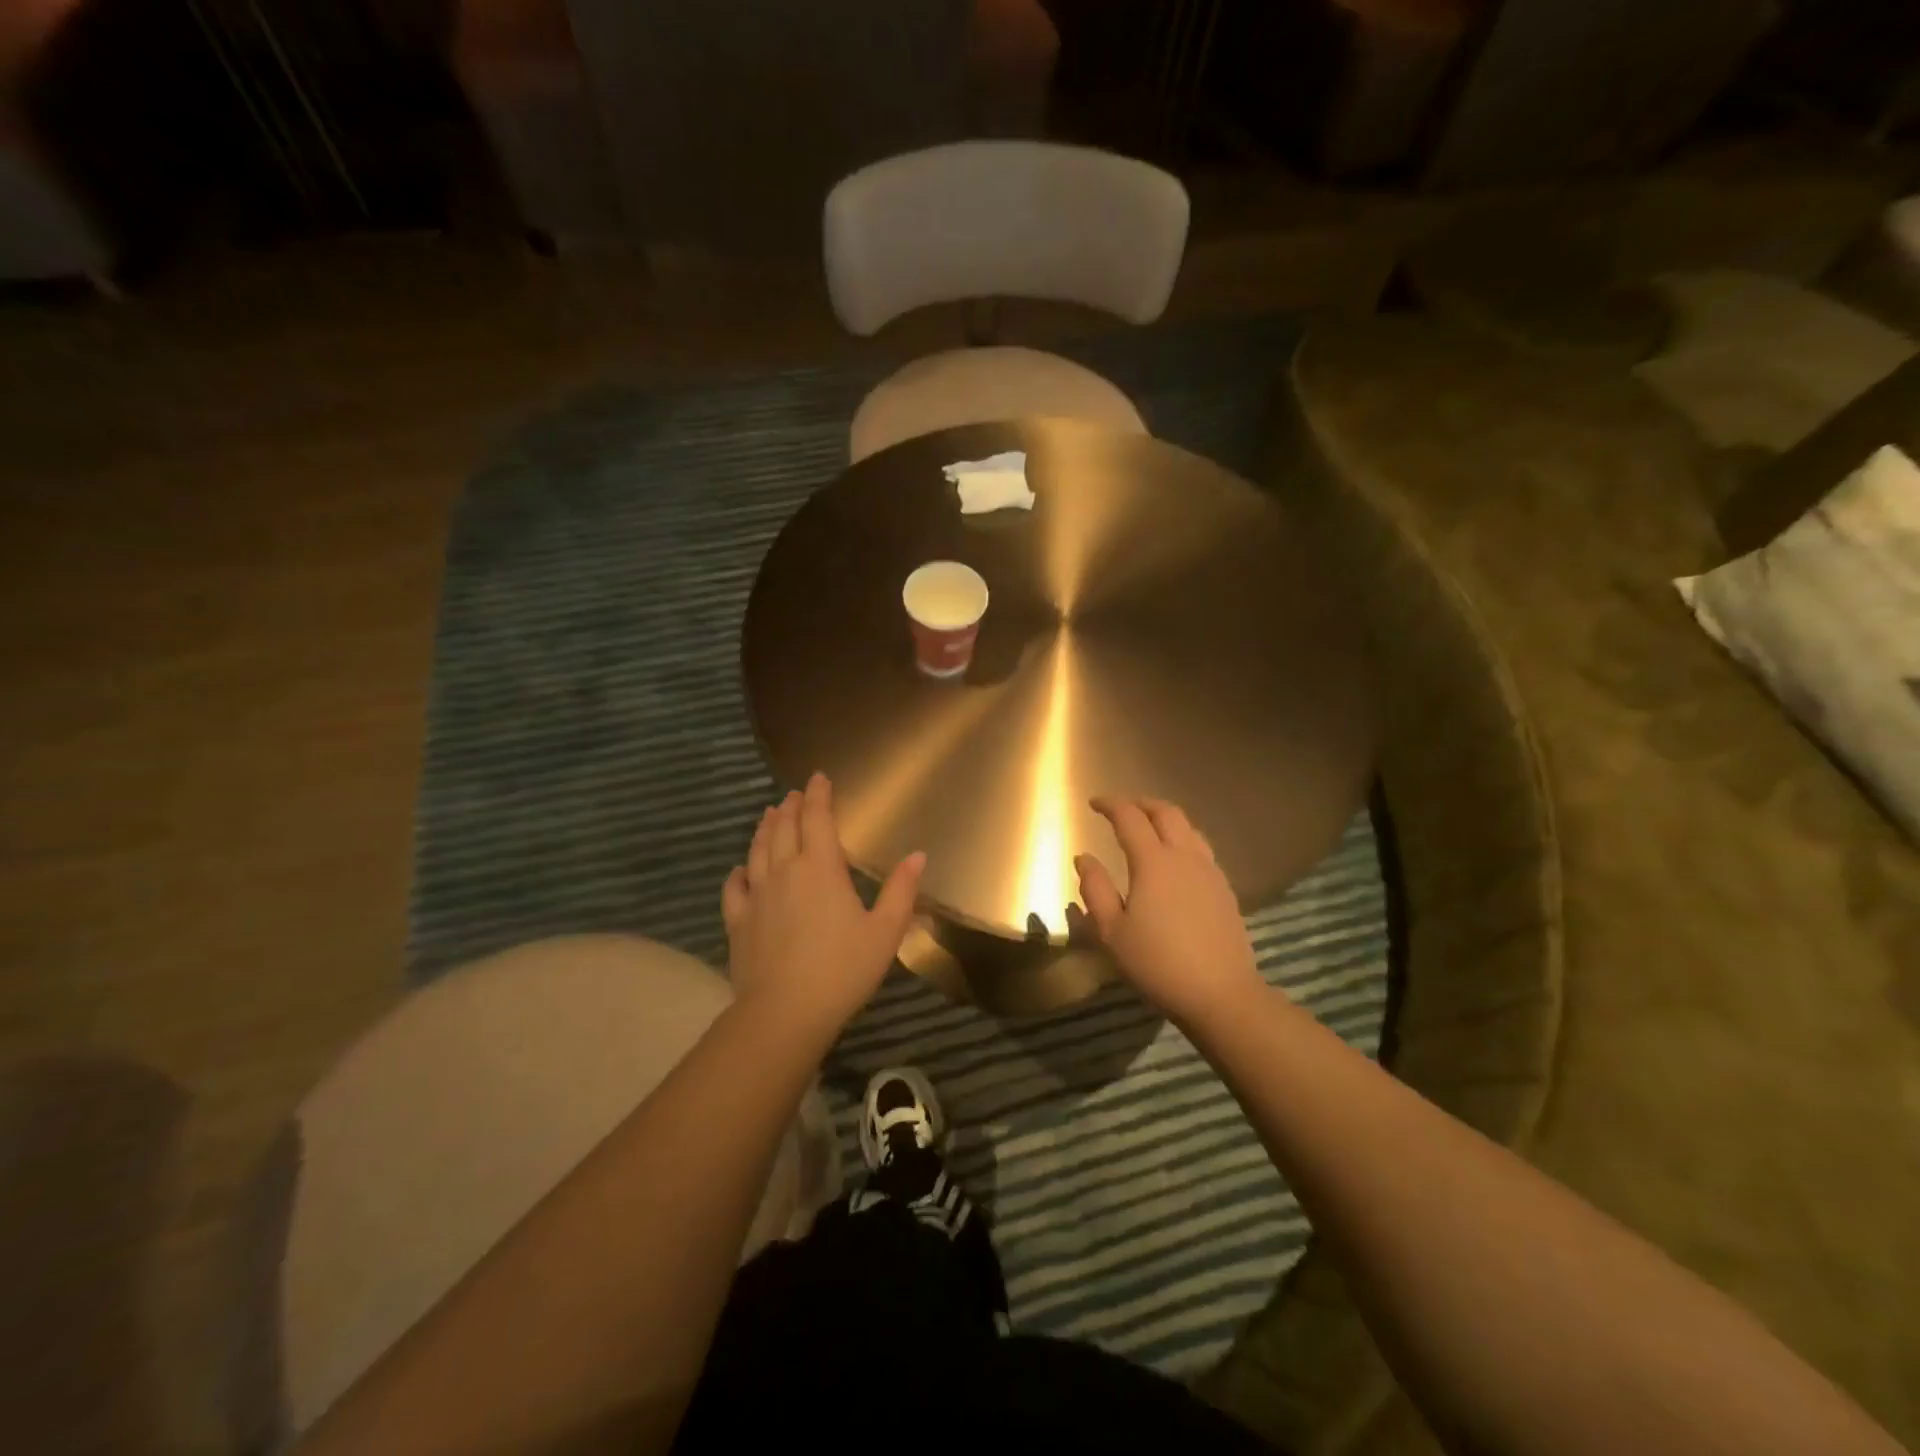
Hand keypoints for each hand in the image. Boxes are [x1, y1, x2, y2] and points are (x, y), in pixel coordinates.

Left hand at [721, 773, 924, 1039]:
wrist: (784, 1012)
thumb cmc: (842, 969)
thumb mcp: (885, 932)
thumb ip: (901, 891)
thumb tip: (918, 855)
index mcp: (820, 868)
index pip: (817, 818)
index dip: (819, 795)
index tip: (819, 777)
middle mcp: (784, 871)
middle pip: (784, 828)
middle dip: (792, 807)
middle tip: (796, 794)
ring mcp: (756, 895)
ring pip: (757, 850)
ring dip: (765, 829)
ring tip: (770, 815)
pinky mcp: (738, 920)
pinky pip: (734, 887)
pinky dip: (739, 872)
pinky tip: (740, 870)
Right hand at [1074, 797, 1265, 1027]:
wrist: (1221, 994)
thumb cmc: (1158, 963)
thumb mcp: (1112, 931)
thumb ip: (1095, 889)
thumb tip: (1084, 858)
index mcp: (1154, 862)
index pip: (1130, 818)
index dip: (1110, 805)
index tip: (1093, 803)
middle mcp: (1185, 856)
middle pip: (1166, 812)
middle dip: (1141, 803)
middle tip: (1122, 809)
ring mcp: (1210, 871)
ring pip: (1188, 828)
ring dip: (1165, 818)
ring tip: (1149, 828)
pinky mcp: (1225, 889)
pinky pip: (1201, 848)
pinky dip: (1182, 838)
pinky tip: (1175, 860)